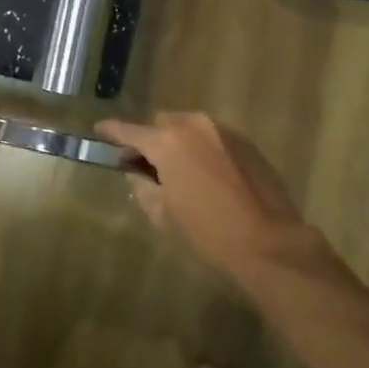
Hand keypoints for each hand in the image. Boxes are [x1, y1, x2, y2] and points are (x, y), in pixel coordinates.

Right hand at [97, 112, 318, 272]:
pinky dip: (201, 148)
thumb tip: (137, 174)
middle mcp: (195, 126)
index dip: (112, 131)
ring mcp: (225, 131)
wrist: (269, 243)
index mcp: (168, 142)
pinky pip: (213, 138)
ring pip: (189, 128)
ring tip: (175, 171)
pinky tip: (204, 174)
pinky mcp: (247, 143)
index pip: (130, 130)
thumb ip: (144, 187)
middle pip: (162, 124)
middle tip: (142, 165)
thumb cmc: (208, 233)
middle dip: (149, 140)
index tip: (99, 131)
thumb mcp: (164, 215)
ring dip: (177, 142)